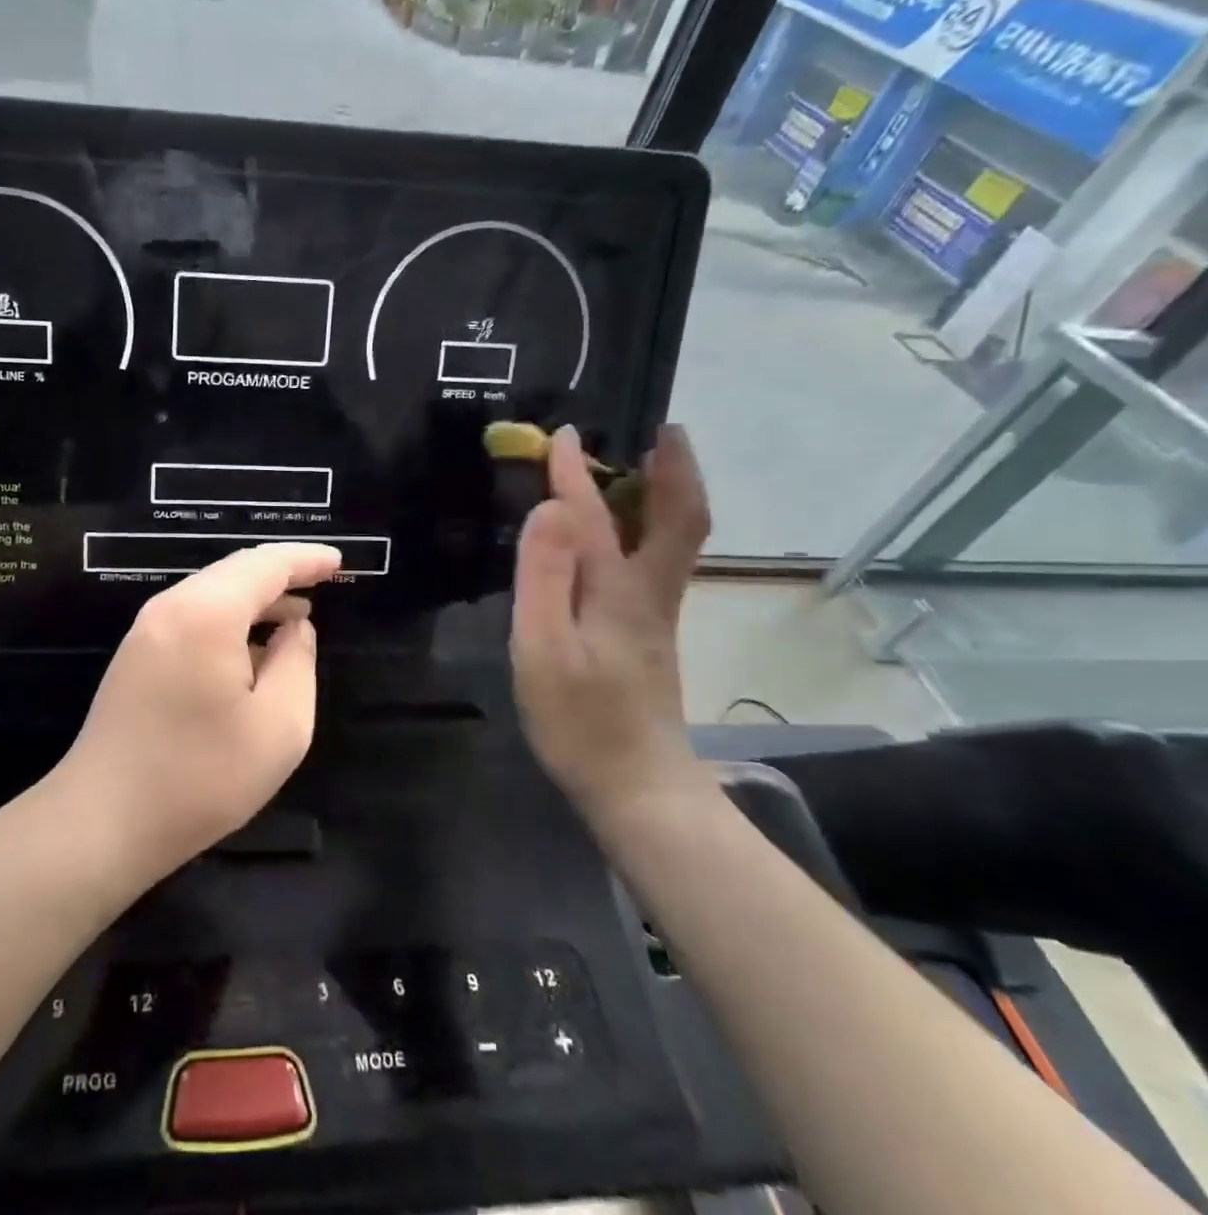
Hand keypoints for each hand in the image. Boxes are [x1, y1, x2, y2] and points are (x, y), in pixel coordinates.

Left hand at [53, 542, 343, 886]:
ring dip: (255, 597)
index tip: (338, 561)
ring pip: (211, 592)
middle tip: (322, 581)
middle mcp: (171, 607)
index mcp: (207, 613)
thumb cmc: (201, 778)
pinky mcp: (135, 654)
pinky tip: (249, 646)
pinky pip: (191, 616)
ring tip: (295, 615)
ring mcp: (146, 629)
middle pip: (234, 571)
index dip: (305, 559)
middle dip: (281, 573)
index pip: (265, 565)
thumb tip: (294, 628)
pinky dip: (228, 617)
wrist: (102, 821)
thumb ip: (297, 662)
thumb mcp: (279, 727)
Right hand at [510, 424, 713, 827]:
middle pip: (677, 519)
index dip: (575, 471)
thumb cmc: (580, 722)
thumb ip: (544, 576)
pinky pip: (658, 560)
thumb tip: (551, 508)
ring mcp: (655, 615)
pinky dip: (653, 526)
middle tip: (662, 431)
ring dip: (668, 494)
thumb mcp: (544, 649)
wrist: (638, 789)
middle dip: (673, 469)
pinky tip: (626, 532)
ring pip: (675, 539)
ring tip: (649, 464)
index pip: (595, 514)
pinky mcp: (650, 634)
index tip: (560, 434)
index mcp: (618, 591)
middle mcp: (649, 593)